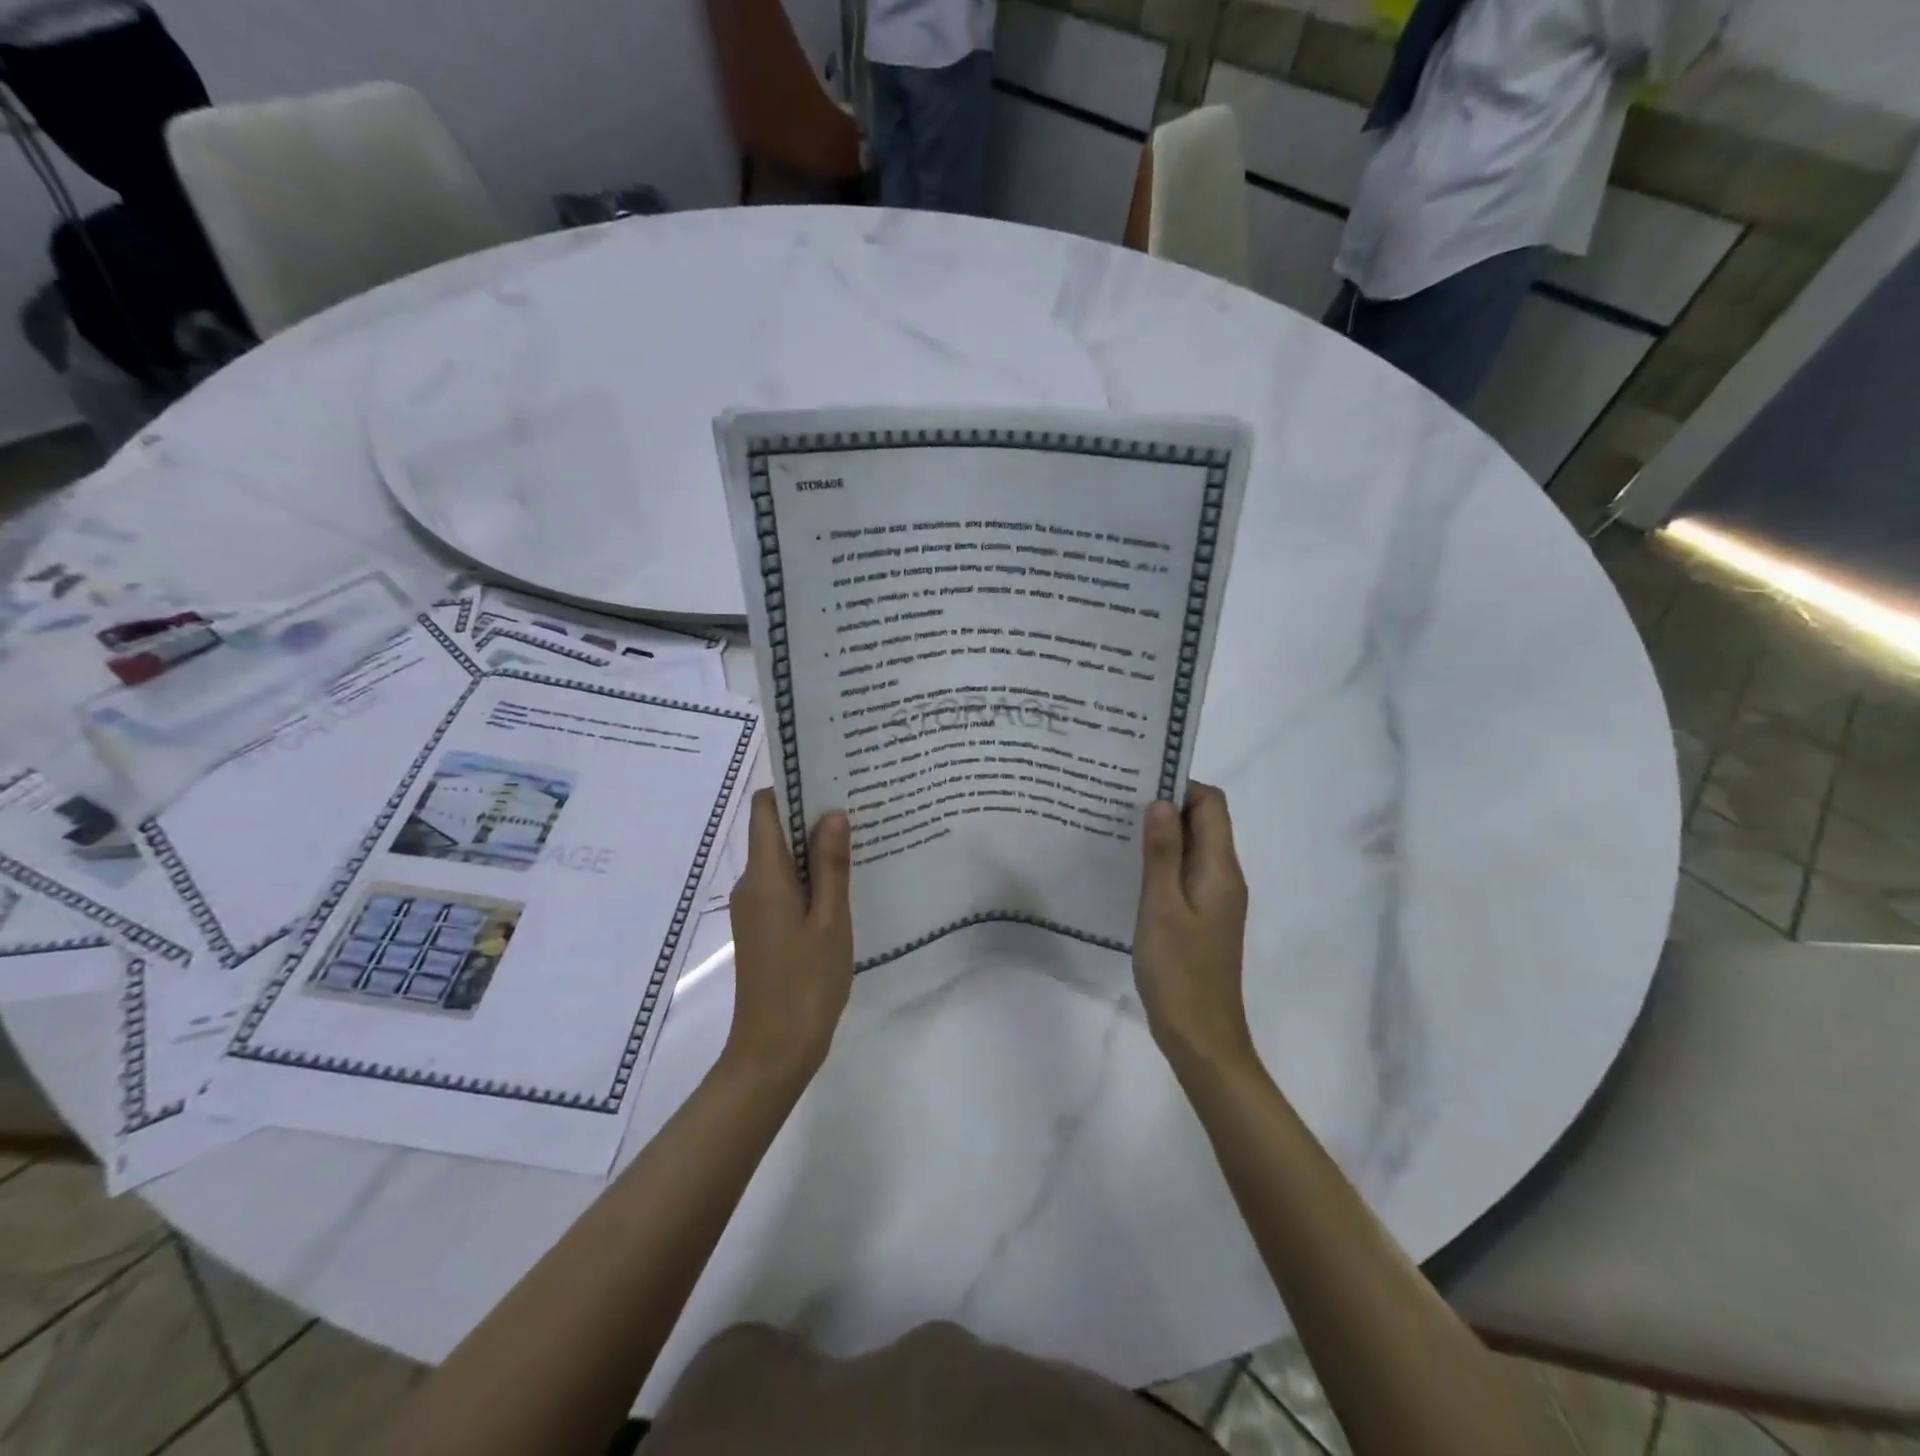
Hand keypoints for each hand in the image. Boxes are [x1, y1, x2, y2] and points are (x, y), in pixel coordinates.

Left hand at [723, 790, 853, 1088]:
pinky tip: (843, 883)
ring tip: (858, 839)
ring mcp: (755, 908)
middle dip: (810, 815)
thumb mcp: (830, 920)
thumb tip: (831, 813)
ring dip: (813, 847)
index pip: (764, 809)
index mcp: (764, 876)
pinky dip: (809, 876)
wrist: (773, 1052)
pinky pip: (784, 885)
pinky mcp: (763, 927)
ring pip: (782, 860)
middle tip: (856, 804)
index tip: (828, 777)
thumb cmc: (806, 983)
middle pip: (773, 831)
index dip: (790, 787)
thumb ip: (831, 865)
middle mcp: (752, 884)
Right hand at [1133, 782, 1253, 1073]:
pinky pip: (1184, 873)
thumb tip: (1161, 801)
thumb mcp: (1162, 907)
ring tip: (1116, 826)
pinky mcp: (1201, 916)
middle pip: (1203, 822)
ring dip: (1161, 834)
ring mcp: (1214, 898)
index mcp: (1220, 869)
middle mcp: (1223, 877)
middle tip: (1118, 799)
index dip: (1181, 785)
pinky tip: (1128, 867)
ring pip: (1191, 848)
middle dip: (1166, 805)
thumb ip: (1163, 853)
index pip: (1211, 805)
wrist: (1201, 1037)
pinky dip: (1161, 861)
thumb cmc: (1180, 971)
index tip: (1139, 781)